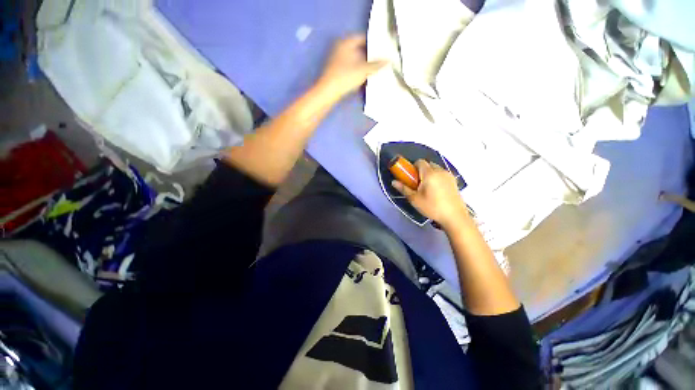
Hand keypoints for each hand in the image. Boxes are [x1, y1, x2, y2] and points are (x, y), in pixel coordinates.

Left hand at [317, 34, 387, 99]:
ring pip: (355, 59)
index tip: (383, 49)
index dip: (374, 43)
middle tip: (381, 60)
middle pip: (359, 49)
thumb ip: (376, 65)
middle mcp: (340, 47)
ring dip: (364, 64)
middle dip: (370, 55)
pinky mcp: (336, 71)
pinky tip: (364, 77)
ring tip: (375, 69)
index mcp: (346, 42)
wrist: (328, 92)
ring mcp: (337, 60)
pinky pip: (350, 67)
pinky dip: (357, 71)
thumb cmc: (345, 77)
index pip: (363, 37)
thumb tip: (388, 61)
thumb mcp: (363, 70)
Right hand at [392, 160, 468, 228]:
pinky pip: (442, 174)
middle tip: (418, 184)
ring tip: (427, 188)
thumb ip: (404, 188)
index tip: (411, 177)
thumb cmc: (432, 207)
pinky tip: (436, 191)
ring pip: (436, 169)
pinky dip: (437, 178)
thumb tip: (393, 182)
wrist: (454, 217)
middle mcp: (440, 171)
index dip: (413, 167)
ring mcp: (449, 176)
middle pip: (428, 164)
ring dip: (429, 174)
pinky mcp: (454, 181)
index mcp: (429, 174)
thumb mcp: (415, 199)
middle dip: (421, 171)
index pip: (420, 162)